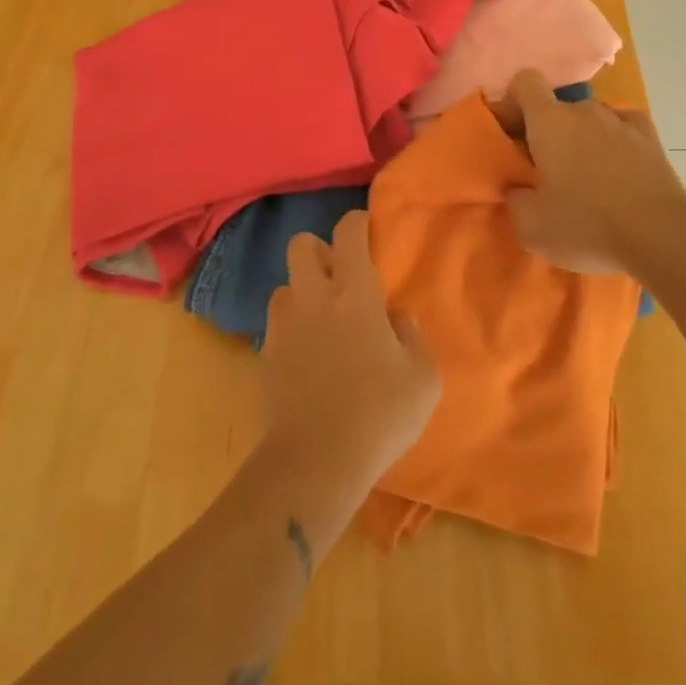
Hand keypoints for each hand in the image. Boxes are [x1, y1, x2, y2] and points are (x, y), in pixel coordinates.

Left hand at [260, 212, 439, 491]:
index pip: (347, 233)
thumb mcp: (422, 378)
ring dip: (302, 291)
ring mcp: (283, 326)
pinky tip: (308, 355)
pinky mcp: (264, 356)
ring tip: (321, 319)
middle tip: (340, 276)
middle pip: (302, 245)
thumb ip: (412, 338)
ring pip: (284, 286)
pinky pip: (276, 325)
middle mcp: (313, 297)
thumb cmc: (379, 414)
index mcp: (354, 293)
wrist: (315, 461)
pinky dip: (292, 328)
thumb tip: (397, 319)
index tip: (366, 228)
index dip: (356, 223)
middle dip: (320, 250)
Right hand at [492, 70, 685, 276]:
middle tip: (544, 168)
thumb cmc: (587, 226)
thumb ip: (515, 200)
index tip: (510, 133)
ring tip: (585, 175)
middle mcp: (584, 110)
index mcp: (549, 122)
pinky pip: (621, 126)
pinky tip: (616, 165)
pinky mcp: (650, 136)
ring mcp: (620, 120)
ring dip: (580, 137)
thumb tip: (518, 188)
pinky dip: (613, 140)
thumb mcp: (532, 228)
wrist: (661, 235)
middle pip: (556, 107)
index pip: (525, 83)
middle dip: (545, 130)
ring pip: (589, 118)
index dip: (513, 102)